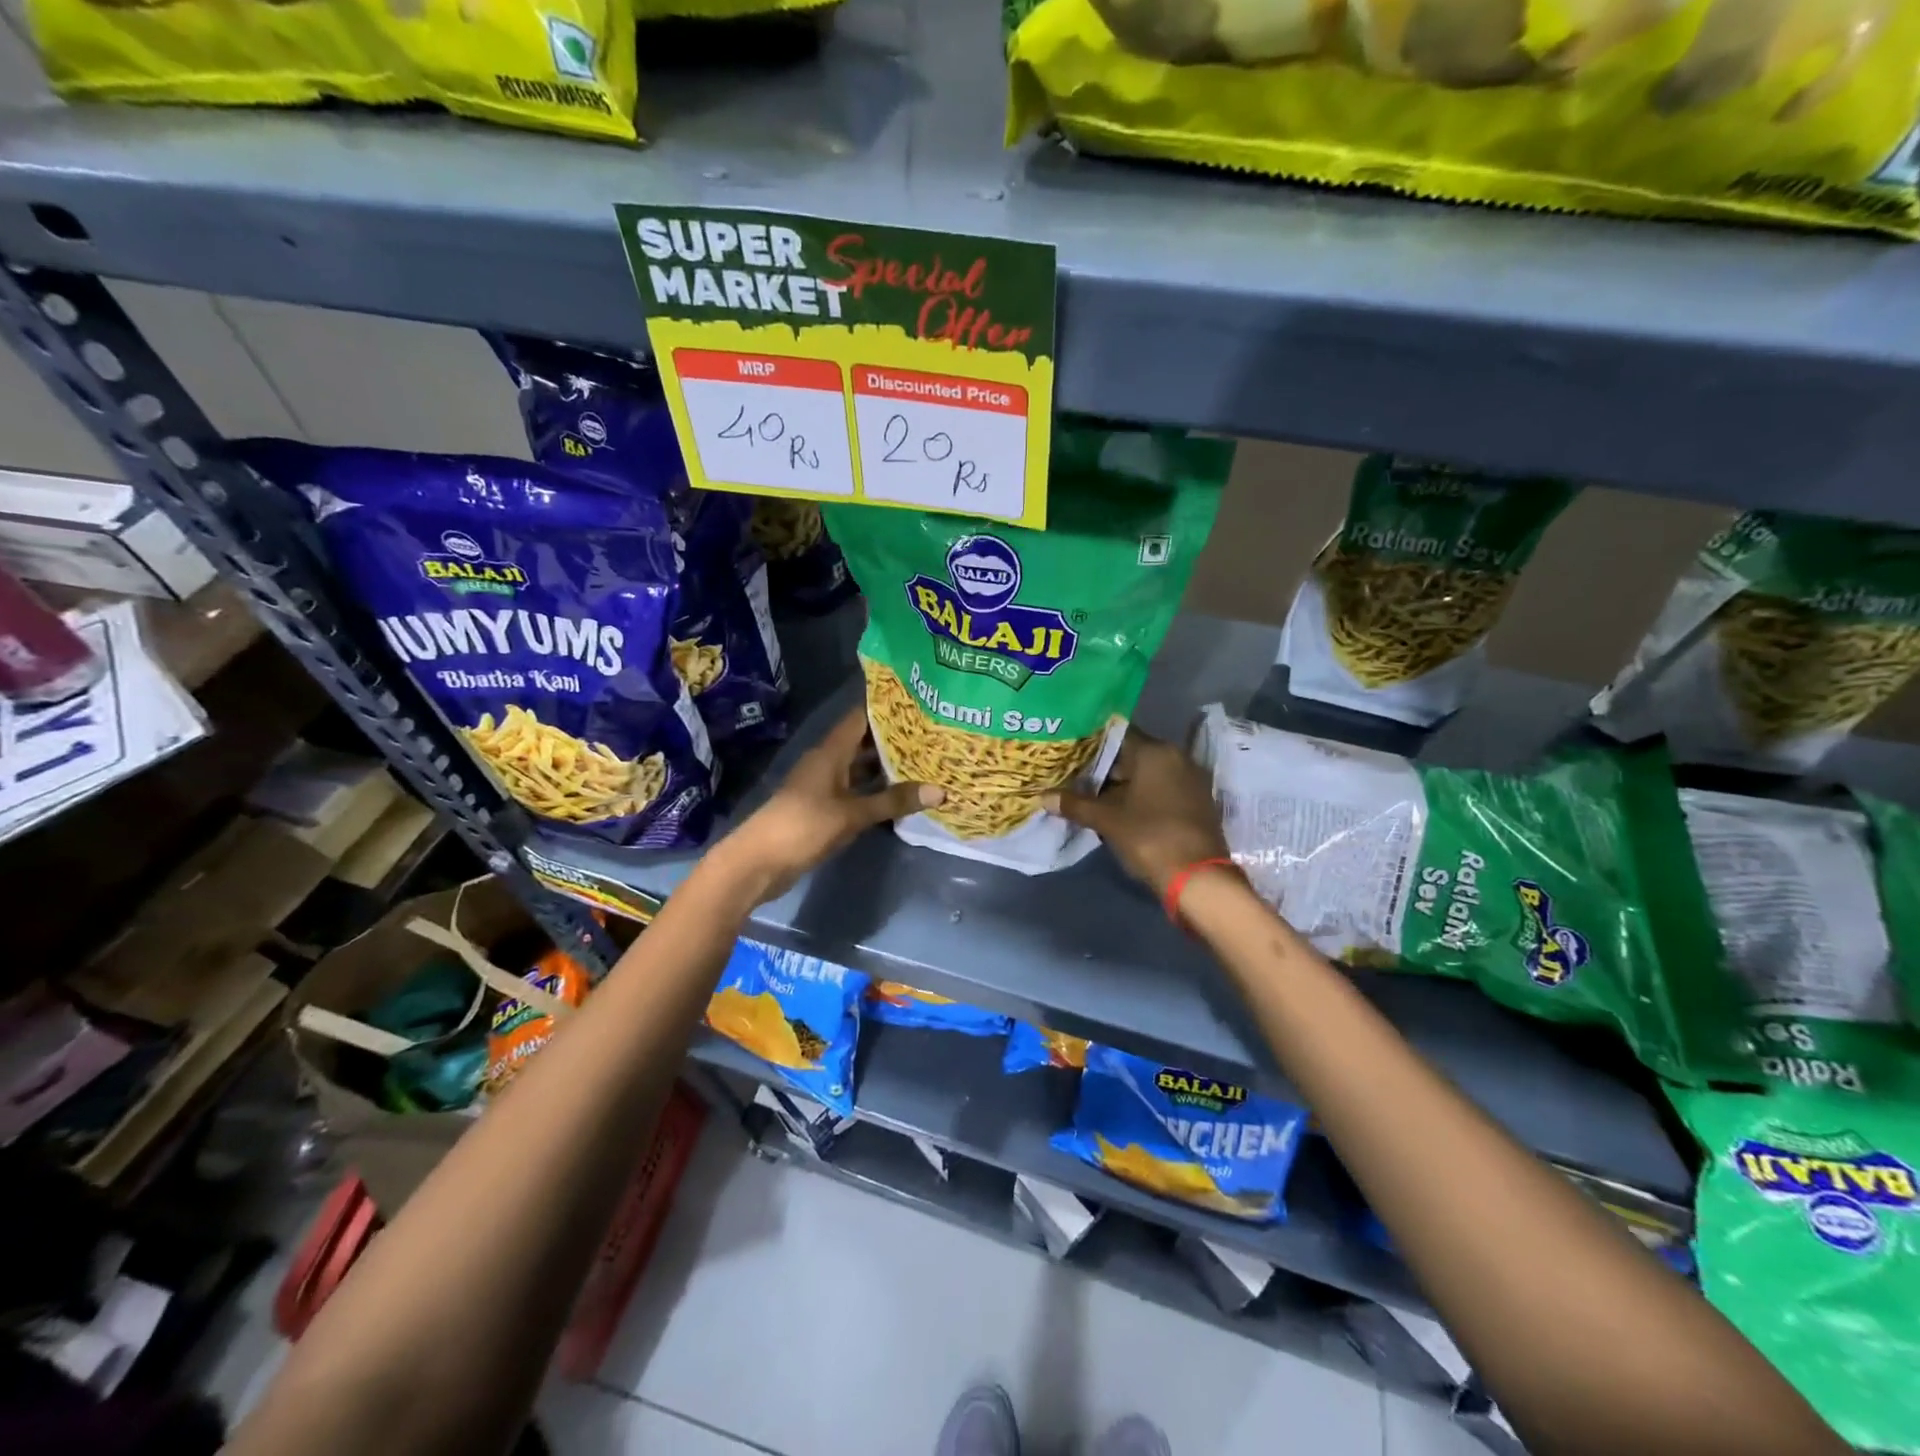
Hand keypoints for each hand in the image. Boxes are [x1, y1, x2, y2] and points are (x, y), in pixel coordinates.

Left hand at [716, 704, 941, 904]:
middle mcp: (828, 762)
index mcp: (830, 752)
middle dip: (895, 739)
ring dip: (888, 767)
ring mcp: (824, 786)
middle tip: (932, 735)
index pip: (861, 718)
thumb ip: (894, 801)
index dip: (887, 709)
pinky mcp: (824, 808)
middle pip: (864, 742)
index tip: (920, 703)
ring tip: (925, 762)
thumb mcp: (853, 814)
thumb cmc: (804, 826)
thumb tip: (940, 790)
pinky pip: (856, 791)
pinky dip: (877, 791)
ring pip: (861, 768)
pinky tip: (901, 796)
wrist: (760, 862)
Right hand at [1046, 730, 1227, 894]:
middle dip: (1104, 767)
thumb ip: (1075, 805)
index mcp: (1155, 751)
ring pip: (1148, 774)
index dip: (1090, 744)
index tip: (1069, 752)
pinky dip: (1141, 796)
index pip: (1117, 735)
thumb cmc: (1149, 837)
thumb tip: (1043, 796)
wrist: (1198, 878)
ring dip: (1122, 784)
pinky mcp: (1197, 802)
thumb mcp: (1106, 820)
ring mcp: (1190, 780)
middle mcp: (1177, 757)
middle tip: (1074, 775)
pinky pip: (1162, 789)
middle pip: (1133, 754)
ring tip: (1091, 793)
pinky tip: (1119, 809)